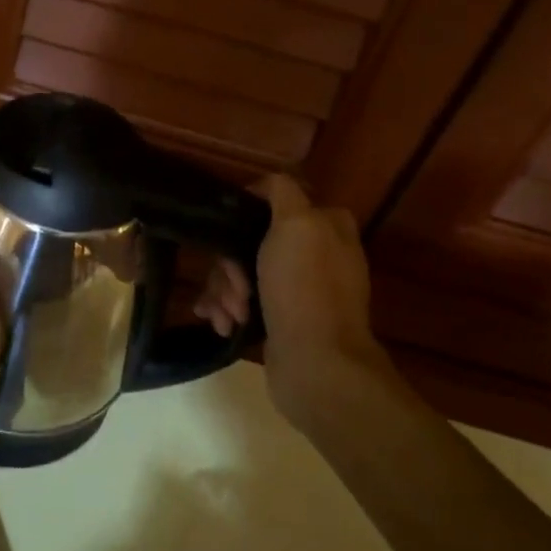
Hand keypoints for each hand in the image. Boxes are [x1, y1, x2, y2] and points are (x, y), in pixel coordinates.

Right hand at [194, 177, 388, 420]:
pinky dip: (229, 309)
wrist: (316, 364)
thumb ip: (282, 193)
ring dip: (225, 291)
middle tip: (233, 287)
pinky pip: (244, 302)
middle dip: (230, 265)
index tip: (226, 237)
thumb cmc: (304, 288)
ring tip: (228, 314)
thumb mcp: (296, 224)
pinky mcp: (283, 318)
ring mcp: (300, 288)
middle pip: (251, 242)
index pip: (273, 204)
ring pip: (242, 273)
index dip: (244, 218)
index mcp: (326, 226)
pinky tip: (224, 324)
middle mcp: (316, 253)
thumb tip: (264, 186)